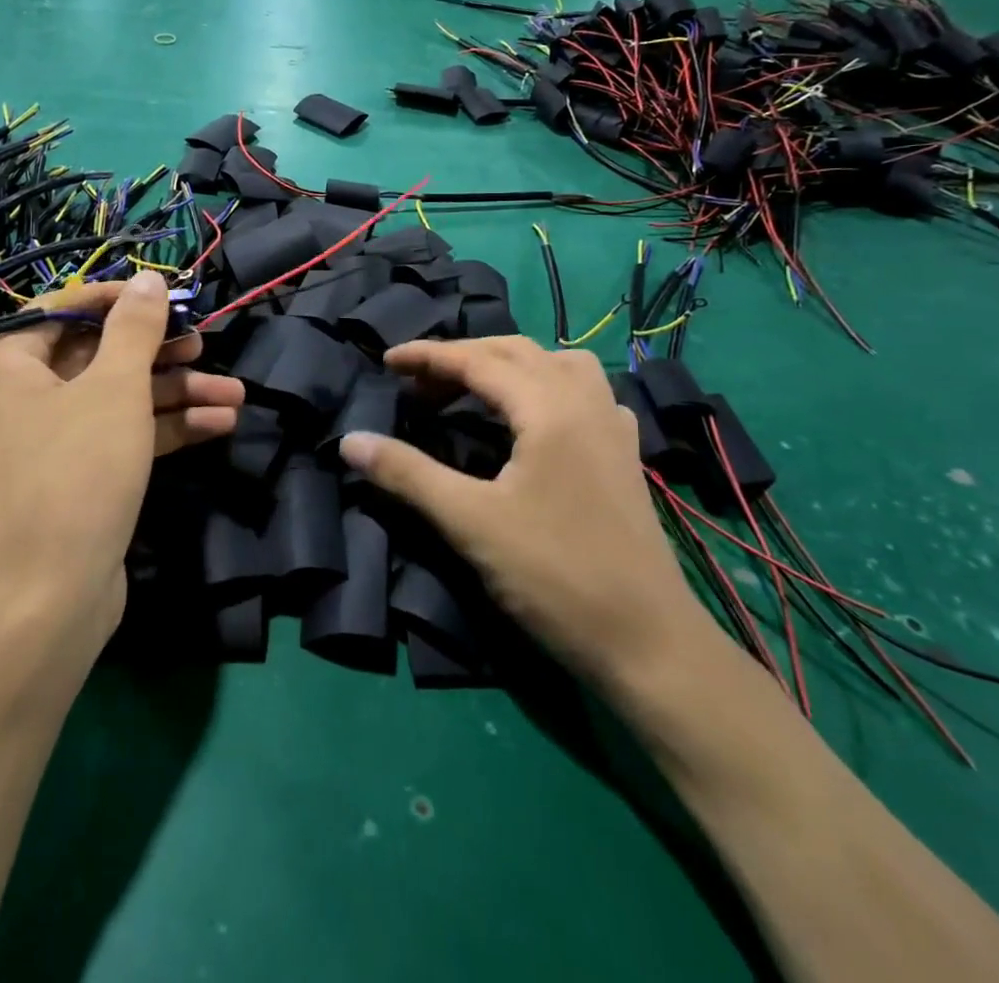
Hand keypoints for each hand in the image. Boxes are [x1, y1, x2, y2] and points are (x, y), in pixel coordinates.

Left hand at [0, 271, 243, 641]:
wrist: (47, 602)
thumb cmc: (75, 474)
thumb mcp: (114, 389)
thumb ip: (135, 328)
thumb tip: (149, 277)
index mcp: (6, 366)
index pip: (65, 309)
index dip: (122, 299)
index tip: (171, 297)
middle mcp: (17, 399)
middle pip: (98, 357)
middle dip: (161, 355)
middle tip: (206, 347)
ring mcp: (44, 444)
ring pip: (115, 401)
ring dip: (175, 396)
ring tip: (234, 395)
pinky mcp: (72, 480)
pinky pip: (117, 438)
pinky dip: (162, 431)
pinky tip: (217, 426)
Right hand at [340, 338, 706, 689]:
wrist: (648, 644)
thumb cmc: (555, 576)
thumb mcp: (470, 522)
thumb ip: (408, 474)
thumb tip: (350, 441)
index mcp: (549, 408)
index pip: (477, 361)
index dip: (427, 357)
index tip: (386, 362)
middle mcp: (585, 403)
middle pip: (517, 353)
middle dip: (463, 357)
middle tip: (419, 383)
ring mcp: (613, 428)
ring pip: (559, 364)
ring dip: (511, 365)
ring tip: (476, 389)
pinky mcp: (625, 456)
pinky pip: (586, 393)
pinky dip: (550, 387)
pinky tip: (538, 418)